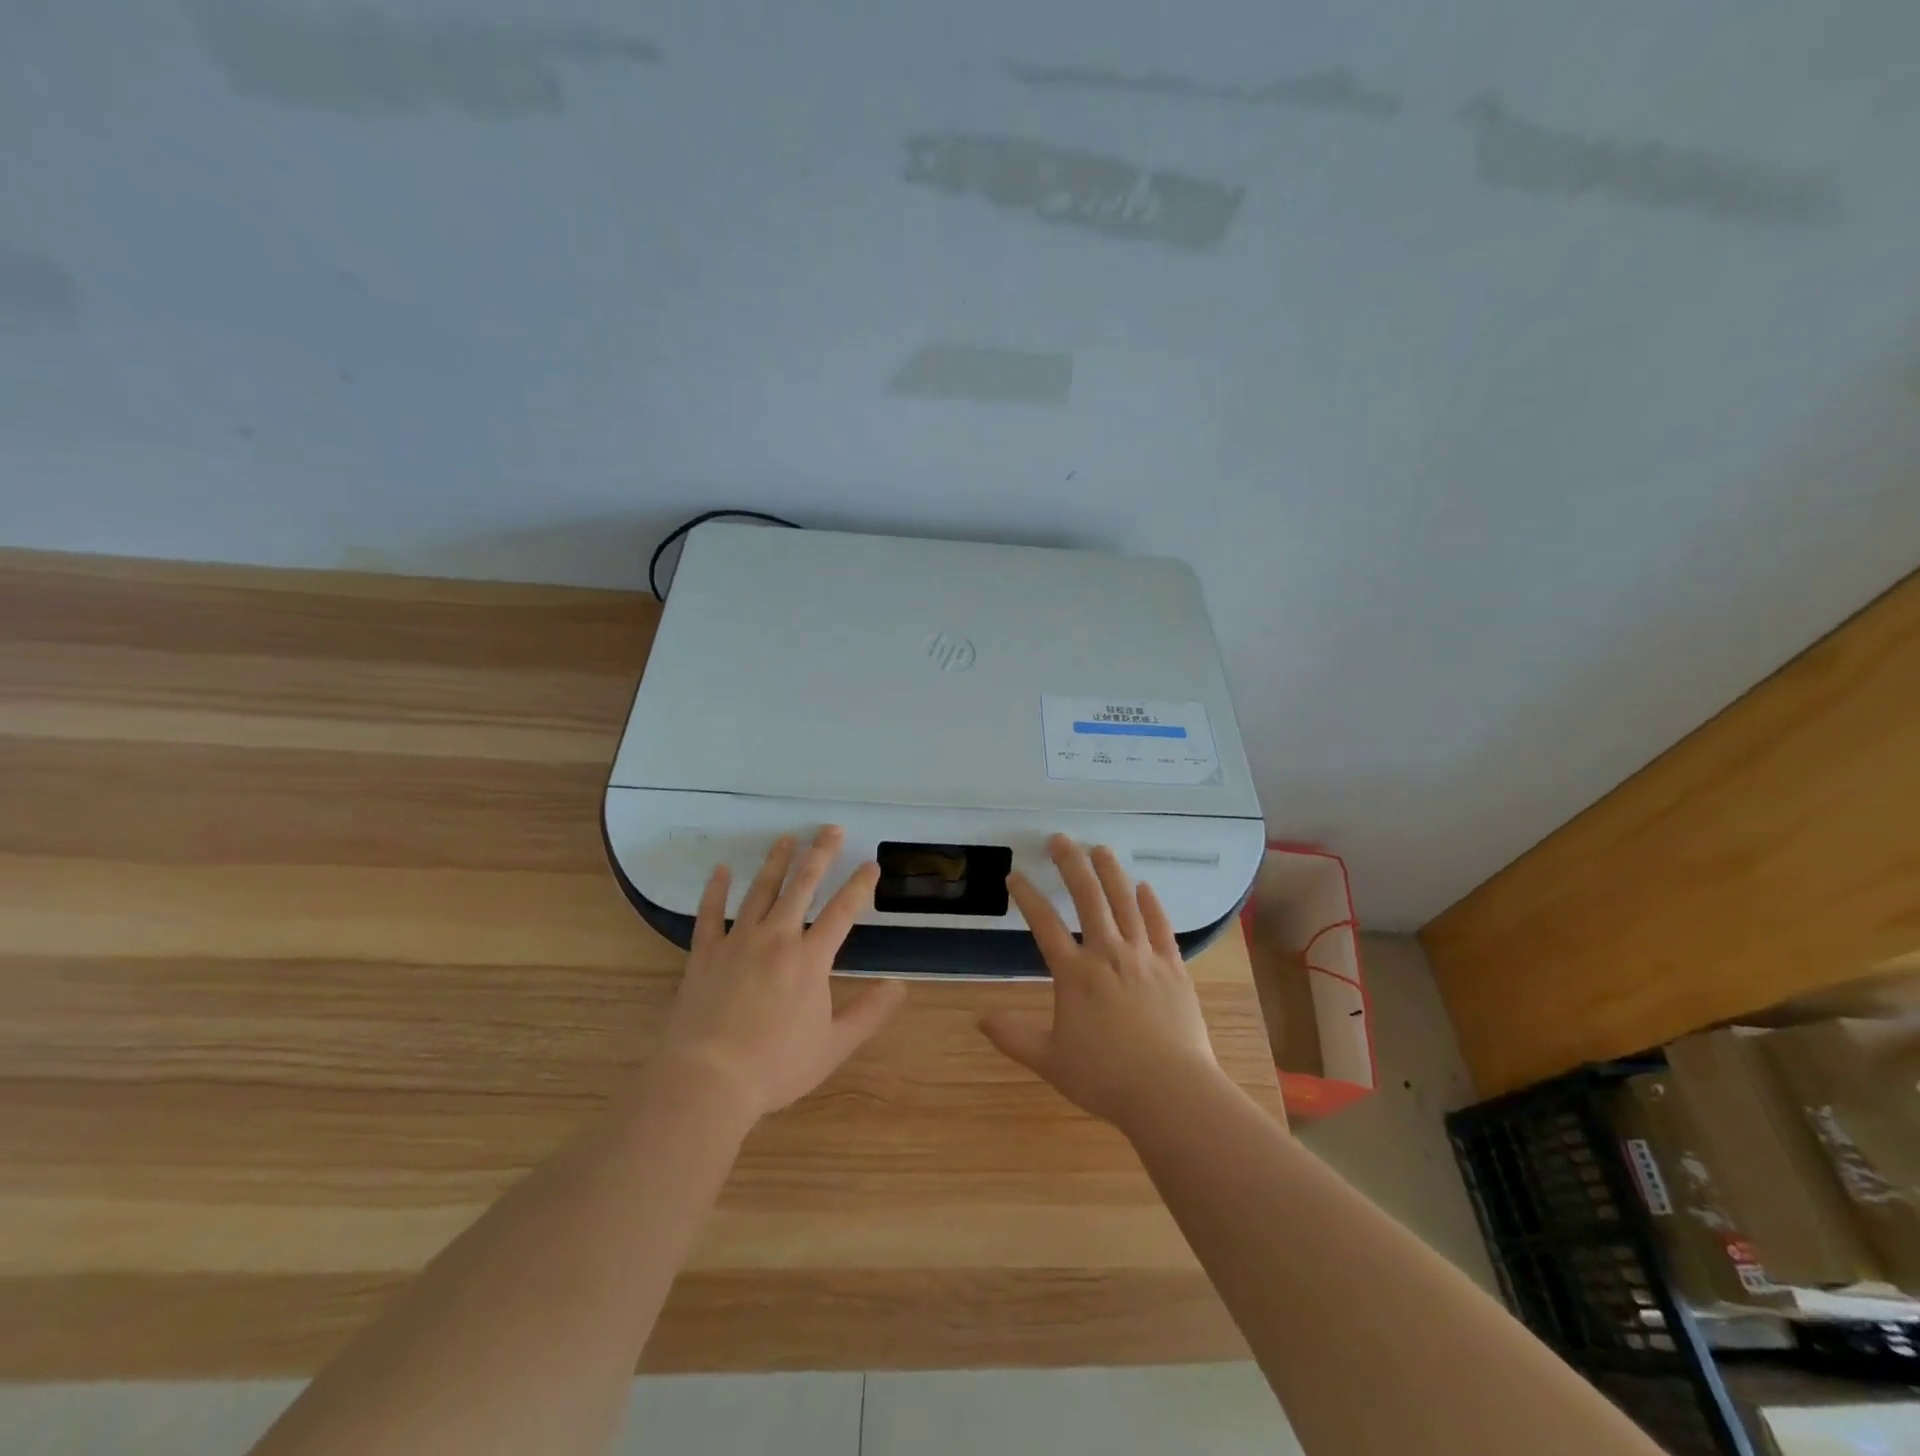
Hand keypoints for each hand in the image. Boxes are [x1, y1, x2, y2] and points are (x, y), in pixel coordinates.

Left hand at [657, 826, 906, 1119]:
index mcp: (810, 959)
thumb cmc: (776, 1066)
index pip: (842, 911)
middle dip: (819, 854)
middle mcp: (777, 938)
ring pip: (760, 891)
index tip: (870, 863)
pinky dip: (715, 890)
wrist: (708, 1080)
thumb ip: (870, 1013)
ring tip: (787, 838)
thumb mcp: (834, 1046)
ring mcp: (738, 942)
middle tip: (830, 828)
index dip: (859, 885)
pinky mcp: (705, 954)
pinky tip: (720, 869)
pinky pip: (710, 914)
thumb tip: (900, 986)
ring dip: (775, 862)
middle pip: (802, 886)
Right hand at [981, 835, 1224, 1131]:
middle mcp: (1108, 954)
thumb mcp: (1050, 1061)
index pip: (1044, 924)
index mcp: (1075, 974)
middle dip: (1071, 864)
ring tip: (1100, 848)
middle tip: (1059, 839)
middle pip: (1088, 898)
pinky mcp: (1174, 967)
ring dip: (1111, 872)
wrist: (1171, 1092)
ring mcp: (1144, 957)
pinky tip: (1145, 887)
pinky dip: (1152, 904)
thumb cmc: (1106, 1078)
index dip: (1027, 896)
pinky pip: (1161, 927)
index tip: (1014, 876)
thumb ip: (1013, 1036)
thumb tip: (978, 1018)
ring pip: (1126, 903)